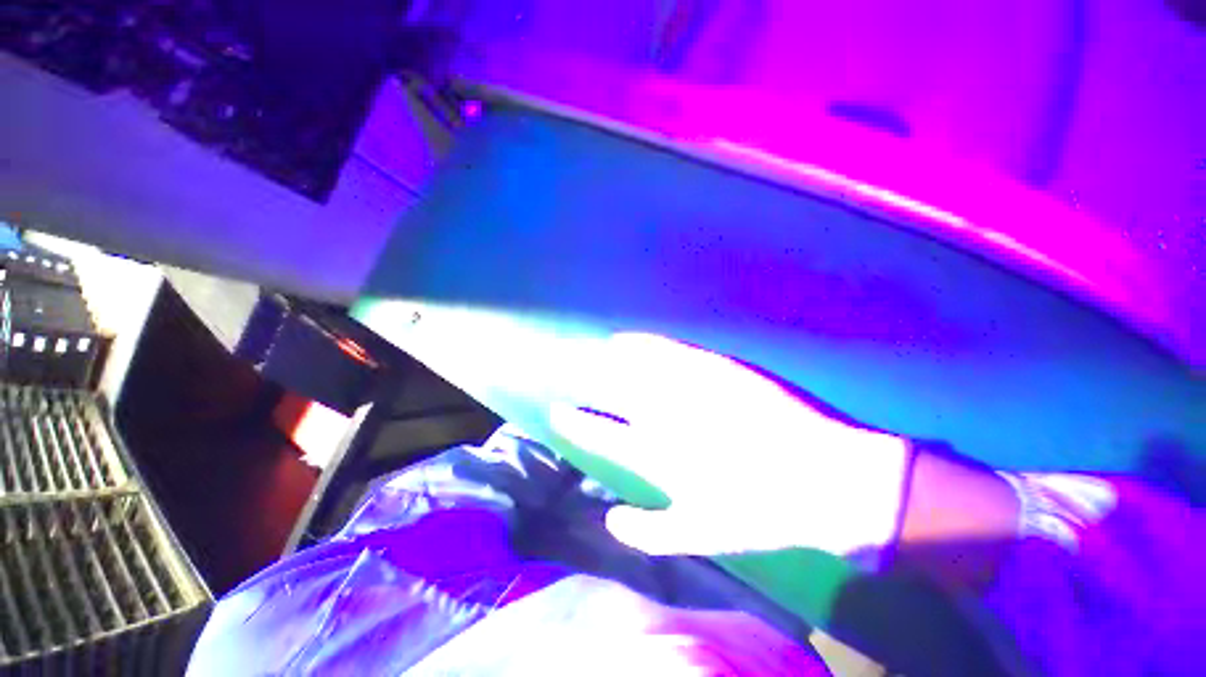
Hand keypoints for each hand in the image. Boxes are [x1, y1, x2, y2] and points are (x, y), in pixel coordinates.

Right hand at [550, 333, 910, 557]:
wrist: (824, 479)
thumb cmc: (761, 513)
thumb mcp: (702, 536)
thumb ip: (650, 532)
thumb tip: (610, 520)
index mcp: (656, 453)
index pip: (599, 433)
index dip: (574, 422)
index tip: (558, 411)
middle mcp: (662, 414)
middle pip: (608, 391)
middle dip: (580, 380)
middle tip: (561, 368)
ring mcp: (686, 386)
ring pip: (631, 365)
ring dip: (603, 359)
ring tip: (587, 351)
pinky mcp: (711, 367)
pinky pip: (665, 349)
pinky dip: (641, 343)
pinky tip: (627, 339)